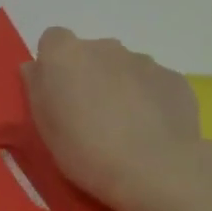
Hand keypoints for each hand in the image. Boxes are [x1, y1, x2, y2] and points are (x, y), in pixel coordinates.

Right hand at [22, 27, 211, 210]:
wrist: (155, 170)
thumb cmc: (84, 149)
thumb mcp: (42, 123)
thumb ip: (37, 87)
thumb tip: (38, 68)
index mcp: (64, 54)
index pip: (53, 39)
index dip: (54, 64)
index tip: (57, 92)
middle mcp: (104, 46)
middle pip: (91, 52)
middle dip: (90, 74)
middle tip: (91, 113)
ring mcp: (143, 61)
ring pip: (124, 67)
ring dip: (121, 85)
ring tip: (126, 126)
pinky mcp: (175, 79)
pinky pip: (154, 83)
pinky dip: (151, 99)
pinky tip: (152, 130)